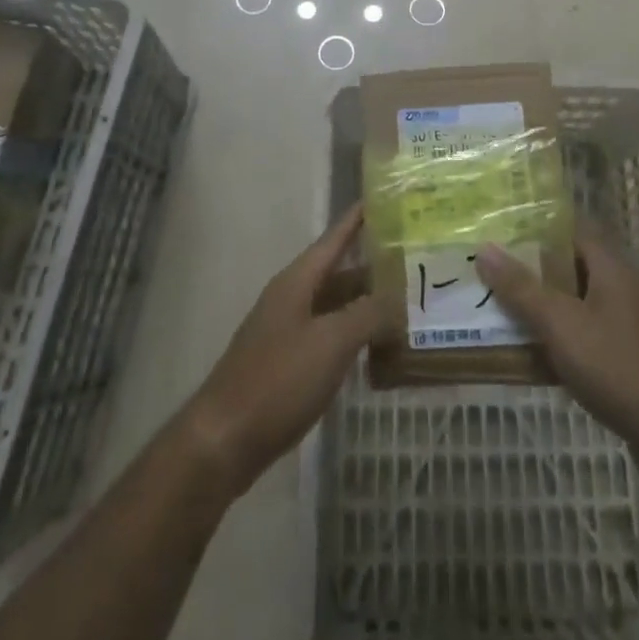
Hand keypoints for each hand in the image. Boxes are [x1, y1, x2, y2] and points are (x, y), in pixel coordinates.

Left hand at [182, 204, 377, 496]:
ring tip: (406, 305)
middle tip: (414, 261)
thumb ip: (369, 314)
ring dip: (366, 305)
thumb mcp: (331, 342)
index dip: (358, 219)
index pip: (335, 238)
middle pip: (338, 273)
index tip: (384, 198)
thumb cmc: (278, 380)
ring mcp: (287, 333)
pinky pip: (328, 339)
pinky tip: (377, 350)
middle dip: (373, 267)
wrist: (224, 441)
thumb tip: (398, 300)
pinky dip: (354, 338)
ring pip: (335, 308)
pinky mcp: (287, 366)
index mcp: (298, 281)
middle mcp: (291, 299)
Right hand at [476, 220, 638, 491]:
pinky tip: (530, 358)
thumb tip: (485, 248)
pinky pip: (584, 339)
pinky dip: (558, 342)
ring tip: (498, 311)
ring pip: (574, 306)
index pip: (571, 230)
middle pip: (569, 268)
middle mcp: (621, 289)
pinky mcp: (627, 361)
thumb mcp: (561, 324)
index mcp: (610, 268)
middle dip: (530, 272)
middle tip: (488, 272)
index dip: (535, 228)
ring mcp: (627, 327)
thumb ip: (522, 288)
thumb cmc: (617, 367)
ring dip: (541, 310)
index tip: (499, 231)